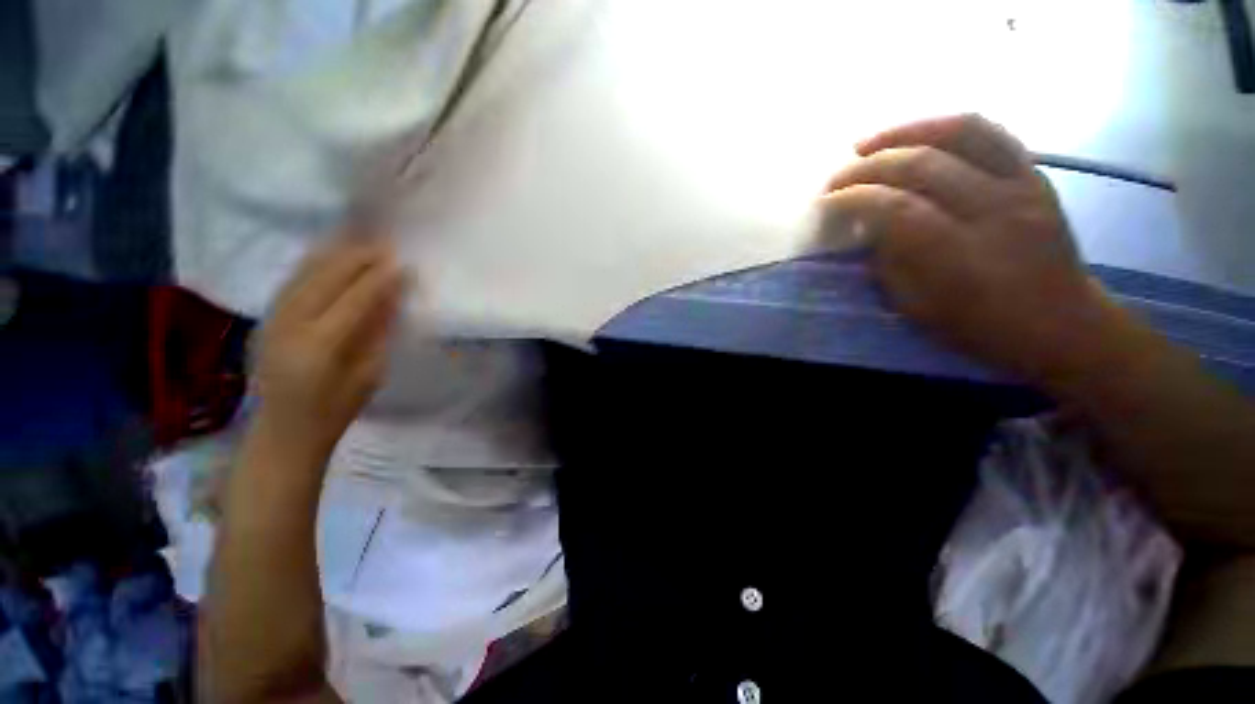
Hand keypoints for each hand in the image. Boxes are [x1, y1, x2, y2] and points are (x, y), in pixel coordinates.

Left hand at [252, 235, 405, 463]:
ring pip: (303, 274)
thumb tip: (391, 299)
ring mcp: (272, 319)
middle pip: (324, 279)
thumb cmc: (337, 409)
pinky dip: (312, 265)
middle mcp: (290, 325)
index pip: (354, 300)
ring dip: (334, 255)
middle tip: (384, 246)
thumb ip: (378, 333)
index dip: (379, 280)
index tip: (401, 264)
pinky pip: (291, 282)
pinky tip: (329, 255)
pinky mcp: (266, 318)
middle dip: (356, 259)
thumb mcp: (370, 374)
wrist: (284, 429)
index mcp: (320, 345)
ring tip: (360, 242)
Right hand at [819, 114, 1122, 385]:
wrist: (1062, 323)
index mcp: (959, 254)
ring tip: (870, 141)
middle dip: (869, 165)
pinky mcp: (1036, 176)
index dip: (855, 199)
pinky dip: (948, 127)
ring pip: (962, 132)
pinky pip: (992, 133)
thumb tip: (868, 227)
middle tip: (838, 175)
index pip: (896, 208)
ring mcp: (1021, 185)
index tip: (827, 202)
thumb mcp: (918, 308)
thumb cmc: (981, 326)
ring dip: (907, 130)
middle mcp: (993, 209)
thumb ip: (889, 263)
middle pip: (923, 164)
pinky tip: (919, 134)